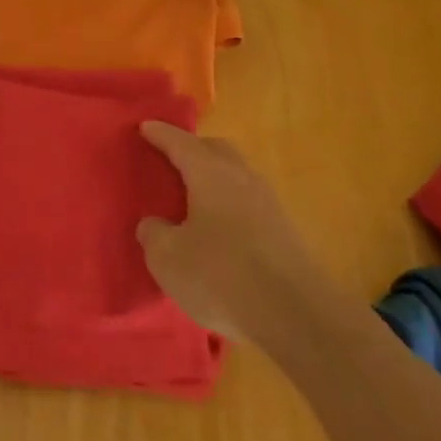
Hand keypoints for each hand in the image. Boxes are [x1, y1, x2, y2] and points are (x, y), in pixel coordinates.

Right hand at [136, 122, 321, 341]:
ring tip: (195, 195)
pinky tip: (221, 228)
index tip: (144, 126)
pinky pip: (249, 201)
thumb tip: (154, 224)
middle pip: (216, 149)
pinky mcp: (285, 230)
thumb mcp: (169, 259)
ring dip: (215, 176)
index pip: (180, 143)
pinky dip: (230, 203)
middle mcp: (241, 177)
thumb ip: (154, 235)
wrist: (295, 314)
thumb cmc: (221, 276)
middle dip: (193, 148)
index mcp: (209, 173)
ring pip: (236, 174)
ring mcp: (268, 202)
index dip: (160, 134)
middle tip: (171, 158)